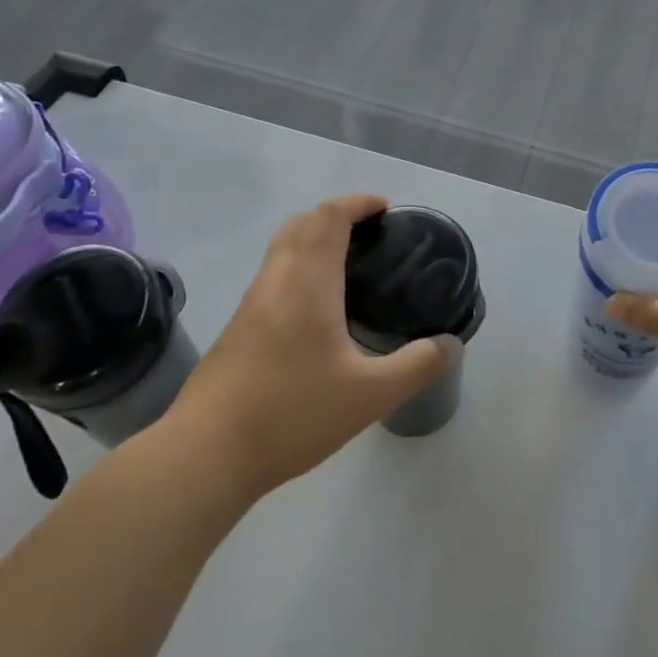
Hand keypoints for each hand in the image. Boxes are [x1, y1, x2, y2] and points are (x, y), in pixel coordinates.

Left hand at [171, 193, 461, 497]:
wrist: (205, 454)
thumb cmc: (291, 414)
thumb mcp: (370, 395)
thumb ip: (417, 365)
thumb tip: (452, 344)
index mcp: (308, 282)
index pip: (329, 216)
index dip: (357, 202)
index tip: (386, 209)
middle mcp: (276, 281)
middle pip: (302, 223)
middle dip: (336, 215)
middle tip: (371, 234)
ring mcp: (251, 303)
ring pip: (282, 248)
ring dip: (314, 238)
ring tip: (350, 264)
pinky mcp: (238, 328)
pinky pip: (273, 275)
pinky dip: (299, 265)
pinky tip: (318, 308)